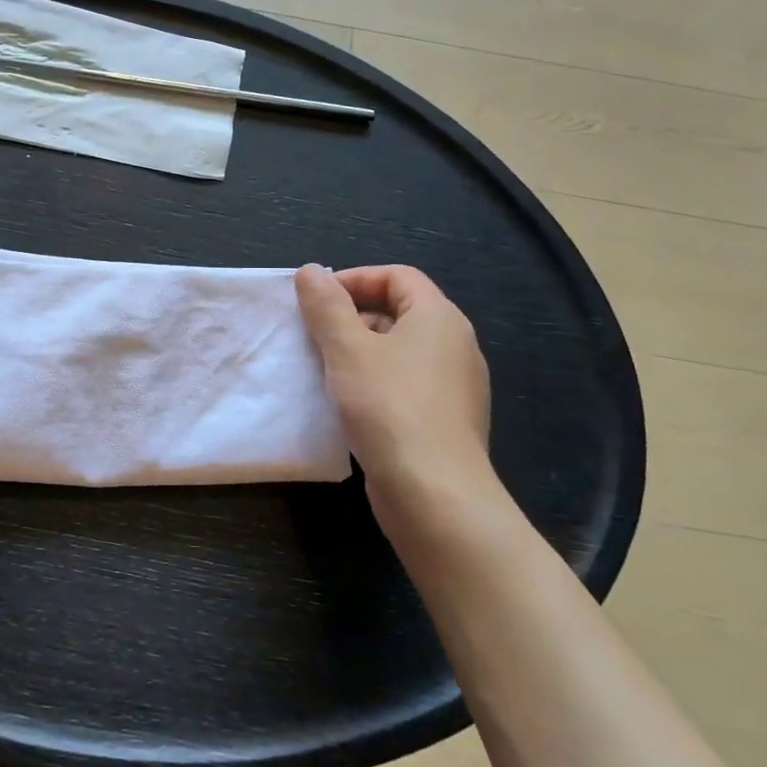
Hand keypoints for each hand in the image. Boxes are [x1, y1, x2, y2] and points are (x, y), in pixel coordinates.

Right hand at [295, 264, 498, 528]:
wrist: (434, 495)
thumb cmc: (389, 408)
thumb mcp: (347, 349)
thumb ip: (326, 306)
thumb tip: (311, 271)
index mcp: (439, 318)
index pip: (397, 276)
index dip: (354, 279)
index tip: (316, 300)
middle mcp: (455, 345)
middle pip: (400, 310)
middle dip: (352, 316)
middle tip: (314, 335)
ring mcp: (454, 386)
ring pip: (400, 350)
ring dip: (359, 351)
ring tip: (324, 369)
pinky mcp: (446, 420)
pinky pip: (406, 383)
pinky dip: (375, 382)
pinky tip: (347, 404)